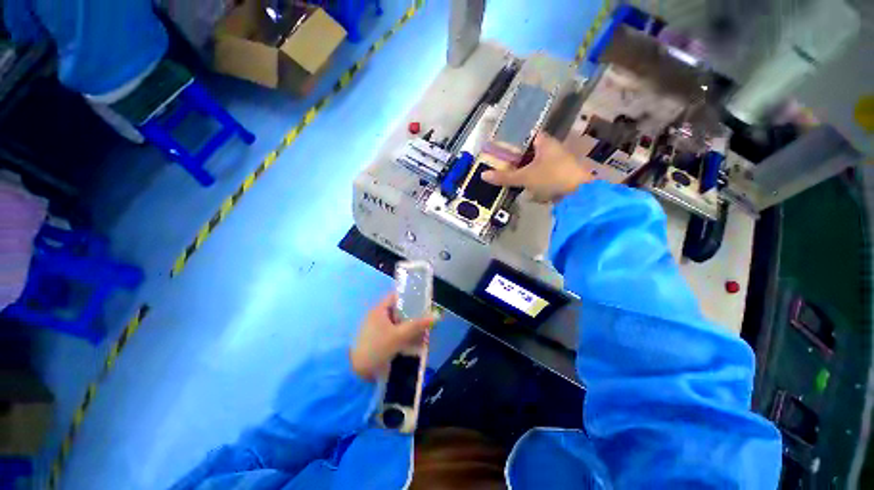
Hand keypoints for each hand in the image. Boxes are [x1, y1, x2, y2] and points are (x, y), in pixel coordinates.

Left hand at [350, 293, 435, 380]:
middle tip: (427, 320)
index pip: (397, 297)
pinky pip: (395, 334)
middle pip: (400, 311)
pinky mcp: (379, 341)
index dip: (410, 297)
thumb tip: (435, 316)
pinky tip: (415, 345)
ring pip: (399, 324)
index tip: (423, 302)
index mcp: (379, 310)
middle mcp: (378, 316)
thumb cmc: (377, 347)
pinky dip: (405, 337)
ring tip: (424, 334)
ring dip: (411, 328)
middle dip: (414, 316)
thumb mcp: (399, 335)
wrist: (356, 372)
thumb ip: (417, 325)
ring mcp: (378, 329)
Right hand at [483, 133, 589, 201]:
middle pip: (528, 151)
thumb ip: (504, 177)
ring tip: (509, 179)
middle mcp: (551, 148)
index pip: (524, 135)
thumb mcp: (525, 177)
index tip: (499, 149)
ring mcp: (557, 161)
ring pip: (534, 163)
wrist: (580, 193)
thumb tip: (483, 175)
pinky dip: (533, 179)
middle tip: (501, 166)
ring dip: (524, 171)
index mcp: (544, 142)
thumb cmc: (552, 177)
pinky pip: (541, 173)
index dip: (511, 140)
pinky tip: (525, 188)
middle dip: (515, 160)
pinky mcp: (559, 173)